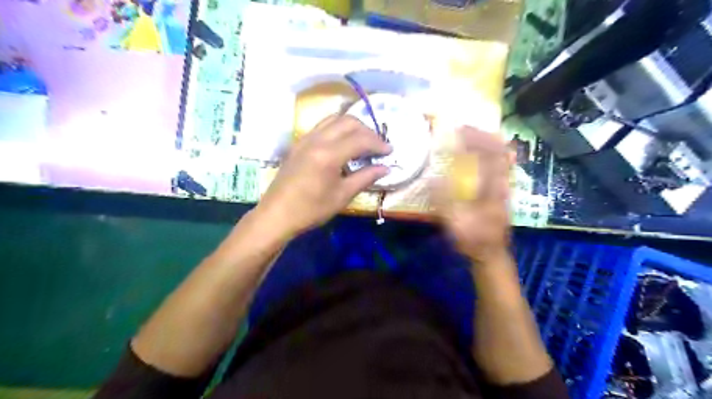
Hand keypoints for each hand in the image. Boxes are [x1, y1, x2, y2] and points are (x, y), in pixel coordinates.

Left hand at [256, 115, 392, 236]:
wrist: (277, 214)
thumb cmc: (311, 209)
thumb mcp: (342, 196)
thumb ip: (365, 177)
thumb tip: (386, 168)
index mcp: (329, 154)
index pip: (360, 139)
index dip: (378, 143)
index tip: (390, 151)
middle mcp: (317, 139)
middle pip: (348, 121)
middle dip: (367, 130)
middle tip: (377, 146)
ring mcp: (305, 139)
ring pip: (334, 119)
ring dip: (352, 126)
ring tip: (362, 142)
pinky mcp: (298, 143)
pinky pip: (322, 126)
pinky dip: (337, 129)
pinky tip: (342, 144)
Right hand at [434, 126, 511, 261]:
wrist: (491, 254)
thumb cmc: (472, 239)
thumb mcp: (454, 222)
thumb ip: (443, 199)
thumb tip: (432, 177)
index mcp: (491, 189)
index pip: (488, 155)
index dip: (475, 139)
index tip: (458, 131)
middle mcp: (502, 183)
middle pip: (499, 150)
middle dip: (482, 134)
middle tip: (464, 128)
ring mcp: (504, 186)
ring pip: (502, 156)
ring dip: (488, 142)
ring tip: (471, 135)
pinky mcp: (502, 191)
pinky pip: (500, 165)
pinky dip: (491, 153)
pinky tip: (481, 153)